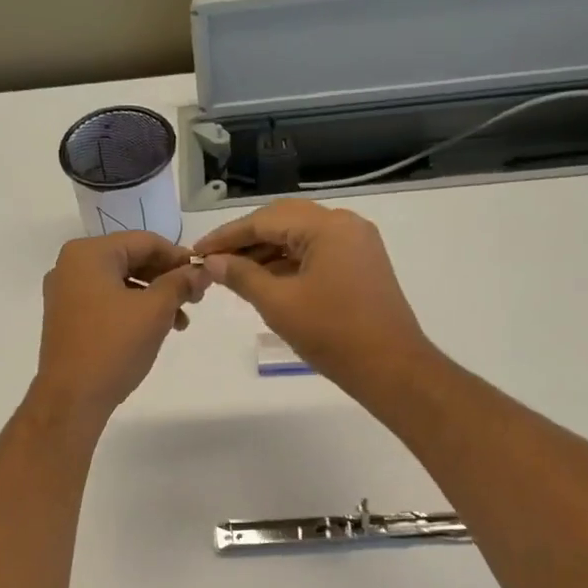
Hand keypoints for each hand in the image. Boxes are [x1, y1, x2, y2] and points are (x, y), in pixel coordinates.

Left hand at [31, 232, 208, 427]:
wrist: (72, 398)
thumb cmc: (113, 347)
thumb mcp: (155, 311)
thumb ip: (180, 283)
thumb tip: (202, 270)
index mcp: (88, 253)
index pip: (144, 241)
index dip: (179, 257)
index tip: (204, 276)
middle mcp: (71, 266)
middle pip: (131, 260)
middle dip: (166, 279)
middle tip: (196, 300)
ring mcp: (65, 293)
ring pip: (120, 283)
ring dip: (153, 297)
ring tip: (180, 322)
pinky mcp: (67, 318)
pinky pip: (106, 301)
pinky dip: (133, 309)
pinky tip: (154, 329)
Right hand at [194, 199, 436, 405]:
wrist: (390, 367)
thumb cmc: (332, 333)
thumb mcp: (278, 304)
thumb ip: (242, 276)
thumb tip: (212, 262)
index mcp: (327, 227)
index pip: (265, 220)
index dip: (227, 236)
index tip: (197, 250)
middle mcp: (345, 225)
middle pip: (283, 221)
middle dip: (246, 240)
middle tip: (213, 261)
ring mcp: (357, 244)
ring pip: (300, 238)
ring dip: (266, 252)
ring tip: (232, 274)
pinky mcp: (361, 265)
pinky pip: (316, 253)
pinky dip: (288, 264)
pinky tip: (264, 281)